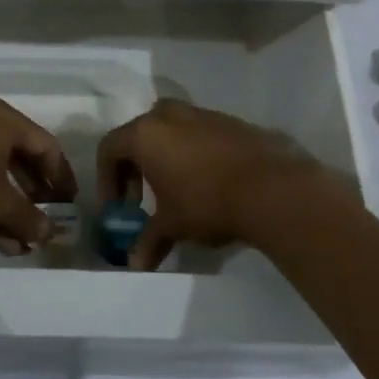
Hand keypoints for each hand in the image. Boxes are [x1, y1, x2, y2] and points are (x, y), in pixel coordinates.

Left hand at [0, 99, 77, 253]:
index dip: (62, 176)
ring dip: (11, 207)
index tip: (70, 202)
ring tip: (24, 240)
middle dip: (35, 195)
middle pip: (20, 159)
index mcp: (3, 121)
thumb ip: (28, 218)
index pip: (45, 145)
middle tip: (48, 219)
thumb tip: (49, 234)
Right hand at [96, 100, 336, 269]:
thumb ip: (149, 241)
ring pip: (170, 130)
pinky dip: (193, 153)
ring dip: (165, 157)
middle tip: (142, 199)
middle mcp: (168, 115)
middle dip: (135, 167)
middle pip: (139, 134)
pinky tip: (208, 182)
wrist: (271, 187)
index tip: (118, 208)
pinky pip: (198, 133)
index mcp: (145, 134)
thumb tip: (135, 264)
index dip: (107, 179)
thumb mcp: (172, 225)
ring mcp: (201, 114)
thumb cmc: (207, 202)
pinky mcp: (229, 121)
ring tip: (176, 191)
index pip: (109, 148)